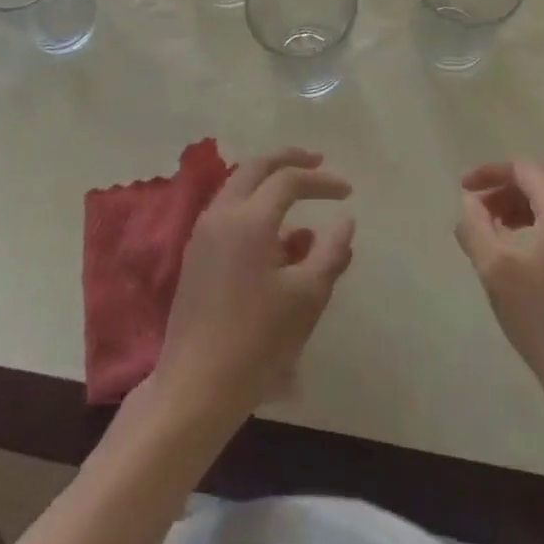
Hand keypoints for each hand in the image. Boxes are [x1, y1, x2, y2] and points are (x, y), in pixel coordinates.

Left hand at [152, 149, 355, 425]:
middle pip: (255, 168)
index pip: (288, 180)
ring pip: (237, 187)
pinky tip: (276, 236)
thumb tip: (344, 220)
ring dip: (267, 182)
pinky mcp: (196, 253)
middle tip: (315, 162)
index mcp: (249, 219)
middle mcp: (221, 214)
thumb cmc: (258, 340)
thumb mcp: (307, 298)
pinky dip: (253, 207)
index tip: (347, 191)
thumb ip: (330, 252)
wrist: (197, 383)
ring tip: (298, 196)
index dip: (321, 180)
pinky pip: (228, 211)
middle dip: (287, 160)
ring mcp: (203, 232)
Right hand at [455, 161, 543, 434]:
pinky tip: (529, 251)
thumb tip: (471, 203)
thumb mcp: (494, 268)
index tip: (464, 189)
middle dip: (508, 189)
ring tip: (499, 229)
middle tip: (480, 209)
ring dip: (527, 206)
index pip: (525, 169)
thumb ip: (475, 225)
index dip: (490, 173)